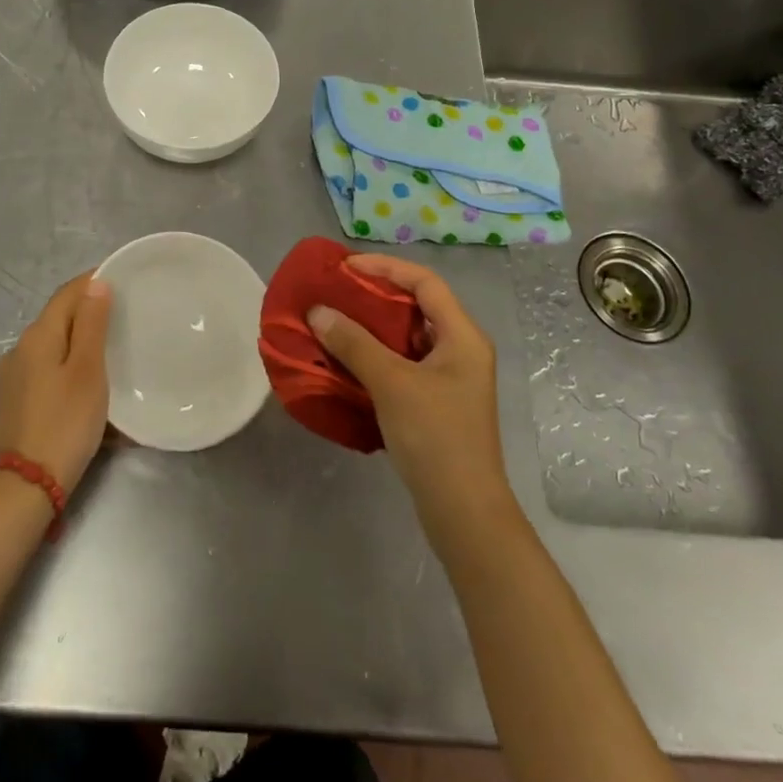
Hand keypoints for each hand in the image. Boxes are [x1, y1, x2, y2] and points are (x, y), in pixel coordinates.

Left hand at [0, 274, 111, 495]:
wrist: (24, 488)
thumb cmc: (65, 423)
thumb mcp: (88, 370)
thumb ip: (92, 324)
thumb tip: (95, 283)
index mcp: (37, 335)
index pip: (67, 293)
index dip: (93, 282)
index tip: (122, 281)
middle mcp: (18, 349)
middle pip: (58, 318)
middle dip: (88, 313)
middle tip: (123, 318)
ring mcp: (11, 377)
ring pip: (51, 346)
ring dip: (77, 342)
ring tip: (108, 352)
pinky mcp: (12, 402)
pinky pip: (44, 370)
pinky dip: (66, 366)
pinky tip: (83, 384)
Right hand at [308, 254, 511, 526]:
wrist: (464, 513)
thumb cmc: (435, 438)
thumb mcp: (391, 383)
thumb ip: (354, 343)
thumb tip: (318, 311)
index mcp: (462, 336)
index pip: (425, 282)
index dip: (386, 267)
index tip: (346, 268)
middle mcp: (461, 349)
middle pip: (417, 305)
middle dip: (375, 295)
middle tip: (336, 292)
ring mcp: (450, 378)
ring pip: (408, 336)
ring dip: (373, 327)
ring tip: (335, 321)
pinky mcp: (437, 402)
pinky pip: (404, 363)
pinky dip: (377, 355)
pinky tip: (348, 361)